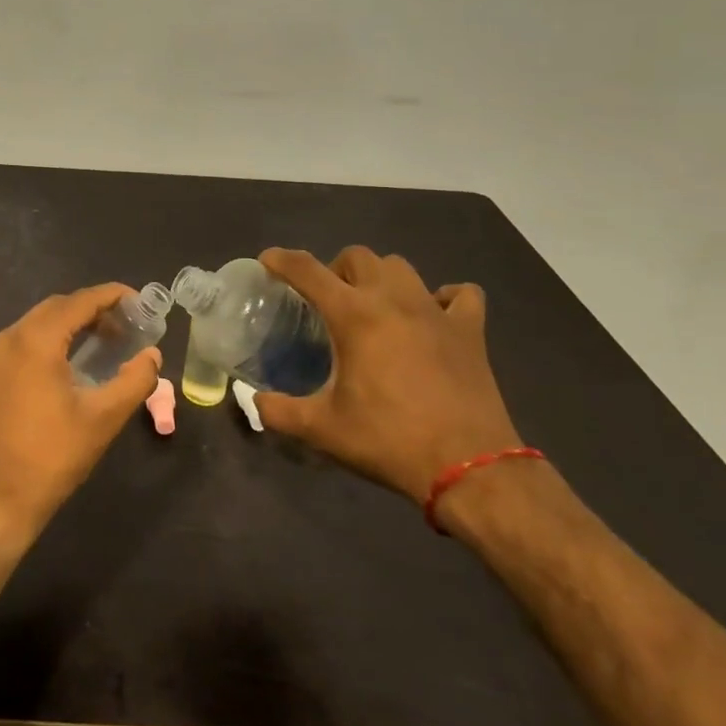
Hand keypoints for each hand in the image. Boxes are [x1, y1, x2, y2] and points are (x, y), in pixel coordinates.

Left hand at [0, 284, 161, 542]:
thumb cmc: (52, 458)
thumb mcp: (103, 419)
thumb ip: (135, 380)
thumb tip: (152, 355)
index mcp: (35, 341)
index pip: (79, 302)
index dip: (111, 295)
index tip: (137, 300)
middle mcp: (8, 339)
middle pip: (56, 308)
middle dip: (91, 310)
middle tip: (124, 326)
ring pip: (35, 325)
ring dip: (68, 326)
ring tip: (100, 343)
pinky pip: (20, 344)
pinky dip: (46, 342)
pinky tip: (65, 365)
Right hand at [251, 247, 521, 505]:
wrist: (470, 469)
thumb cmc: (389, 441)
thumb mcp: (322, 430)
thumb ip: (279, 411)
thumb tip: (255, 401)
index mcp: (354, 316)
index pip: (307, 270)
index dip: (282, 260)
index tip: (268, 260)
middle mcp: (393, 300)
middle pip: (358, 256)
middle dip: (334, 268)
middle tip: (326, 299)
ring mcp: (436, 311)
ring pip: (401, 267)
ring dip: (380, 277)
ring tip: (373, 304)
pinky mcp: (470, 331)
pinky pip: (460, 295)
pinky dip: (443, 297)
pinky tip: (432, 315)